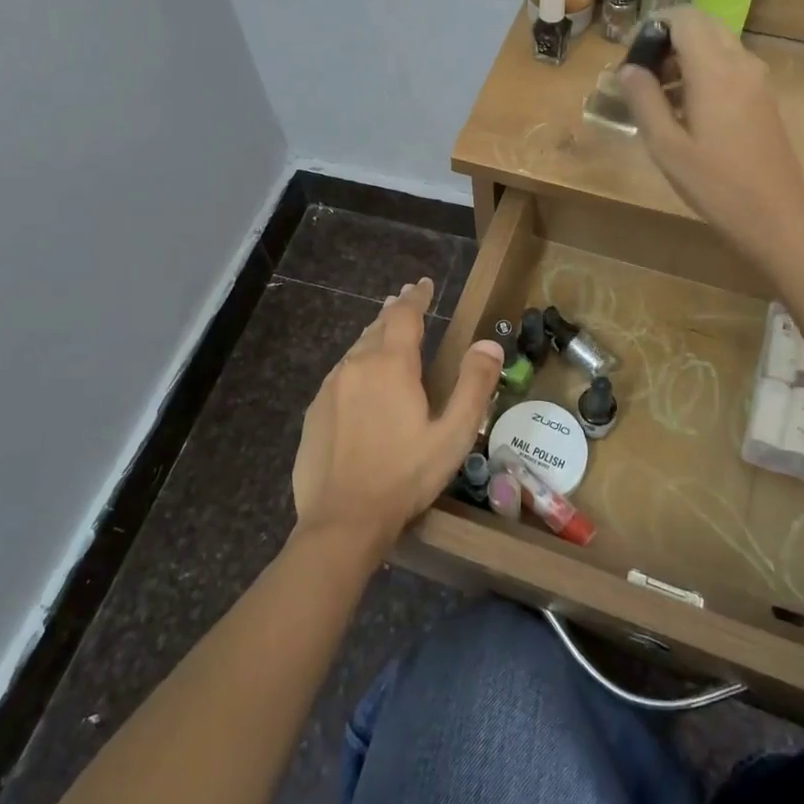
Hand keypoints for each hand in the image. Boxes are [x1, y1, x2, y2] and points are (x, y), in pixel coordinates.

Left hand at [293, 276, 502, 561]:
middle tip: (406, 298)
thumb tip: (489, 342)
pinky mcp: (315, 410)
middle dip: (395, 310)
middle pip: (377, 326)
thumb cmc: (404, 476)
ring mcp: (331, 387)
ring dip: (375, 334)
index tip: (424, 284)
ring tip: (386, 328)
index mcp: (391, 365)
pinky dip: (357, 363)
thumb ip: (473, 385)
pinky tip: (361, 377)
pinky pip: (341, 373)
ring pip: (356, 348)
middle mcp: (357, 365)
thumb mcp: (453, 434)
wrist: (342, 520)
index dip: (417, 297)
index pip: (405, 315)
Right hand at [616, 8, 803, 270]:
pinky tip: (686, 108)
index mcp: (714, 69)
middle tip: (641, 72)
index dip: (652, 25)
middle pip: (702, 25)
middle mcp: (740, 63)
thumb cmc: (714, 183)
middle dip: (667, 38)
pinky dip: (703, 70)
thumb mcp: (665, 146)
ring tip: (657, 94)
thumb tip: (628, 69)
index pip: (684, 18)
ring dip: (685, 55)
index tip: (629, 52)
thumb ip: (644, 100)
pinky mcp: (763, 96)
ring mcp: (757, 79)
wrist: (775, 214)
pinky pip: (729, 65)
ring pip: (717, 43)